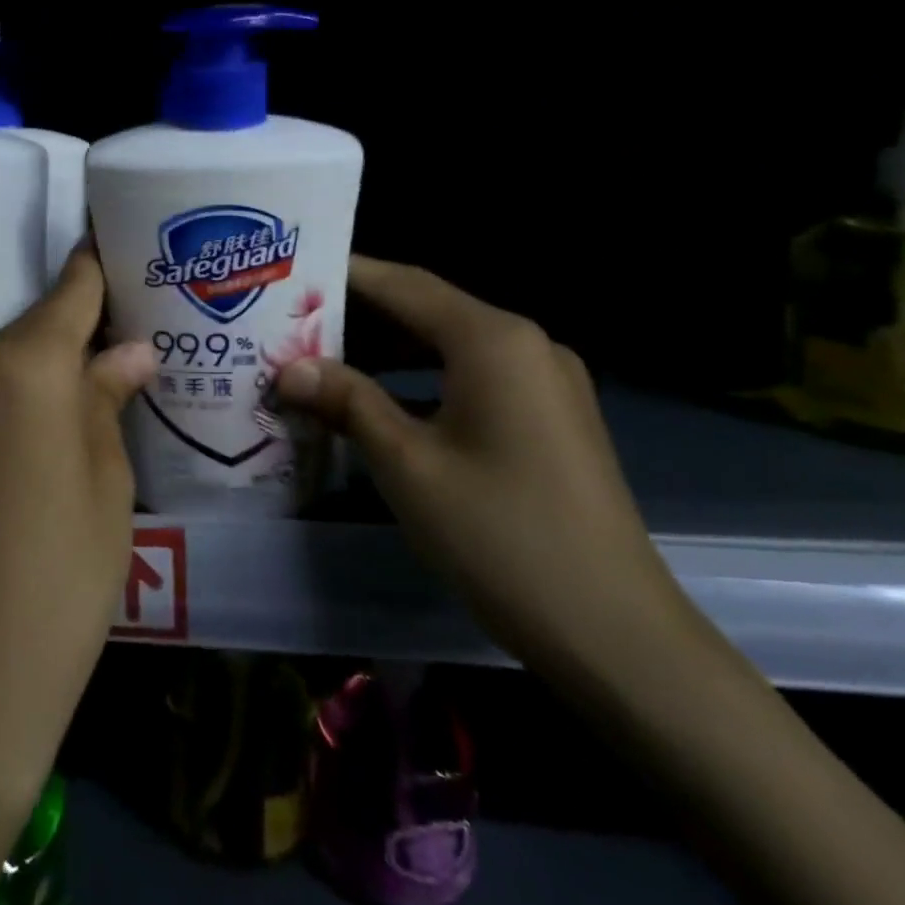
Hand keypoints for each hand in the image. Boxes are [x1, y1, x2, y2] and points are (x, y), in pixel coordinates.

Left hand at [0, 245, 156, 811]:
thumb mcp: (108, 479)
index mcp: (24, 365)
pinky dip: (25, 395)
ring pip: (12, 361)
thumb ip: (110, 399)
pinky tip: (60, 419)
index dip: (100, 262)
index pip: (72, 288)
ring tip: (108, 374)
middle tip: (138, 326)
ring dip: (55, 363)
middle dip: (86, 322)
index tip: (126, 240)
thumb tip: (130, 351)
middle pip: (39, 324)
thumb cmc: (63, 571)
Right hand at [274, 255, 700, 691]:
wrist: (614, 632)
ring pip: (451, 347)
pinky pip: (475, 378)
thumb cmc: (500, 536)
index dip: (347, 275)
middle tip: (294, 321)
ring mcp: (546, 382)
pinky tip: (382, 403)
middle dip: (361, 315)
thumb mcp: (408, 465)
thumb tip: (290, 369)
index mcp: (494, 341)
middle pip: (429, 310)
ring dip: (390, 351)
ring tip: (324, 358)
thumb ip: (349, 403)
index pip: (405, 286)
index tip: (295, 271)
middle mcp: (526, 344)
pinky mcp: (551, 418)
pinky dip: (424, 381)